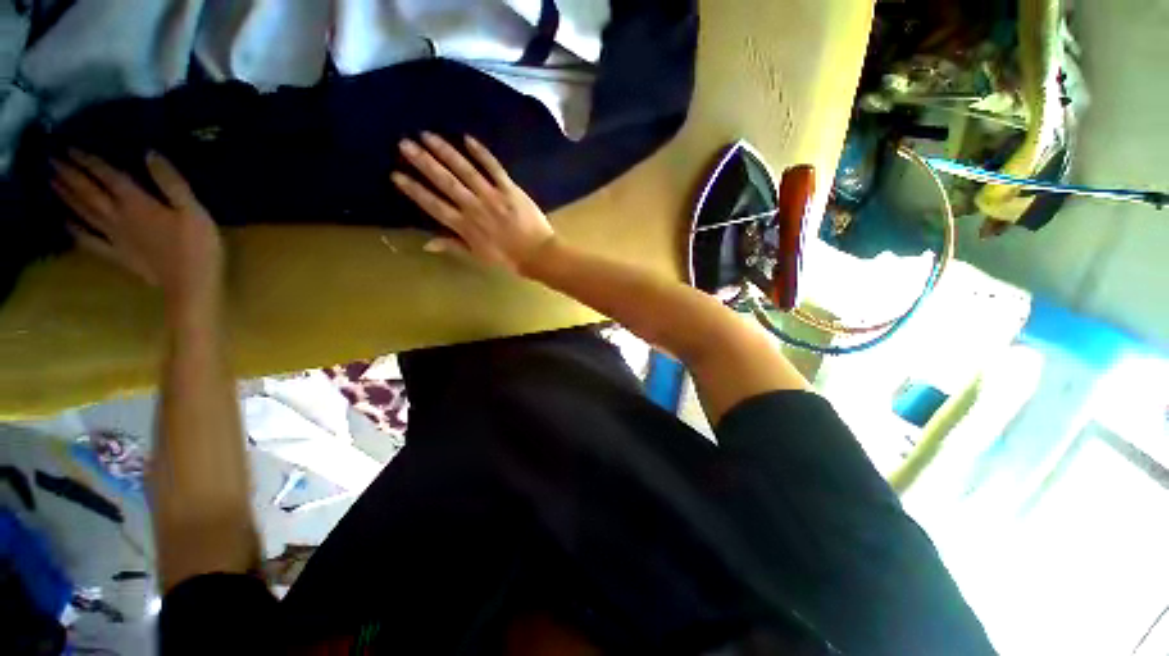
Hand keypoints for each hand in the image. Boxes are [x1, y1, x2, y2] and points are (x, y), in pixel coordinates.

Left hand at [52, 151, 223, 312]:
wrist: (190, 284)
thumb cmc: (197, 246)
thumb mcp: (194, 211)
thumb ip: (173, 183)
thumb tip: (150, 153)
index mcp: (136, 204)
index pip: (108, 176)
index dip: (89, 160)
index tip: (70, 146)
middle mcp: (118, 217)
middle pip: (89, 193)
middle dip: (69, 175)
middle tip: (51, 160)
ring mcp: (115, 238)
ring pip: (84, 213)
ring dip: (66, 197)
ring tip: (51, 182)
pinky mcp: (118, 255)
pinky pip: (91, 242)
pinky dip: (76, 231)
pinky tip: (66, 224)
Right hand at [392, 132, 555, 273]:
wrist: (538, 254)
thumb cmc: (508, 258)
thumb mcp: (478, 257)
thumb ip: (453, 246)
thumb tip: (426, 243)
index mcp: (465, 226)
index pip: (434, 205)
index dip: (415, 190)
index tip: (396, 175)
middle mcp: (475, 207)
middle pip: (445, 182)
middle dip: (423, 162)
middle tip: (404, 144)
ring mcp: (493, 196)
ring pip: (465, 170)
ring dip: (445, 151)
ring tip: (427, 135)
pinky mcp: (510, 189)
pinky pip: (494, 167)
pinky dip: (481, 153)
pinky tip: (467, 138)